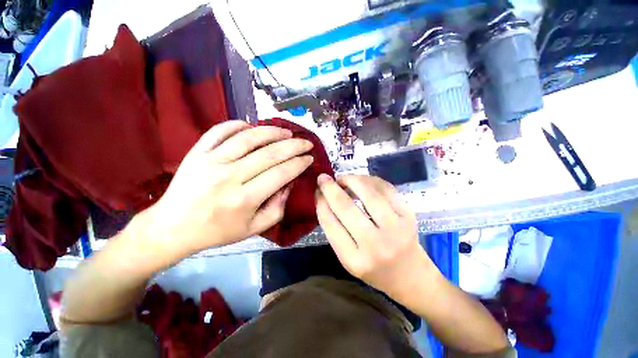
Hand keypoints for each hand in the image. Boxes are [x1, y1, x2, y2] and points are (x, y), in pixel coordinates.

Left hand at [146, 121, 313, 255]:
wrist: (172, 227)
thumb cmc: (217, 231)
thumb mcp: (253, 229)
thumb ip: (277, 209)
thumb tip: (289, 184)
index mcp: (244, 199)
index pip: (281, 173)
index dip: (299, 163)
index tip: (309, 158)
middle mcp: (229, 176)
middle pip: (270, 153)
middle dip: (294, 146)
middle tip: (306, 142)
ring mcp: (211, 161)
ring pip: (248, 138)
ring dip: (272, 132)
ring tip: (287, 132)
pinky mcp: (197, 152)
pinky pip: (220, 130)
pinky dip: (238, 124)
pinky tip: (252, 126)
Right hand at [316, 174, 435, 297]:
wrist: (410, 274)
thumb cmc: (374, 268)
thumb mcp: (348, 258)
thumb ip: (334, 231)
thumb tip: (324, 199)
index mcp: (355, 260)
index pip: (331, 225)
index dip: (321, 204)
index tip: (317, 191)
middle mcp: (375, 244)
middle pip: (347, 208)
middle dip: (331, 189)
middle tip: (323, 178)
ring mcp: (396, 228)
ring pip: (369, 194)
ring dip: (352, 180)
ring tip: (343, 179)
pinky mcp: (409, 216)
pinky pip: (387, 189)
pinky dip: (371, 180)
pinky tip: (362, 180)